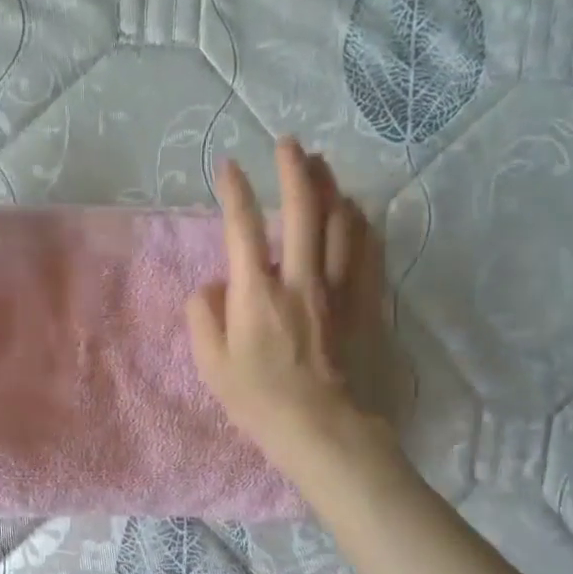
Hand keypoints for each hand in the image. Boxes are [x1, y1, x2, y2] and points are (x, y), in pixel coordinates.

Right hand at [186, 138, 385, 458]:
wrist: (326, 430)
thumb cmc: (261, 402)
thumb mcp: (212, 366)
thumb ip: (203, 318)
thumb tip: (212, 286)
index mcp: (256, 294)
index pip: (241, 228)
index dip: (233, 191)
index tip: (227, 166)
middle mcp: (300, 279)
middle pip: (301, 209)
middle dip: (293, 169)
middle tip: (288, 143)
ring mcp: (339, 289)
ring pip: (341, 221)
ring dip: (330, 187)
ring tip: (321, 167)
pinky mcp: (367, 304)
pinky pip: (369, 250)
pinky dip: (361, 223)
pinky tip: (356, 212)